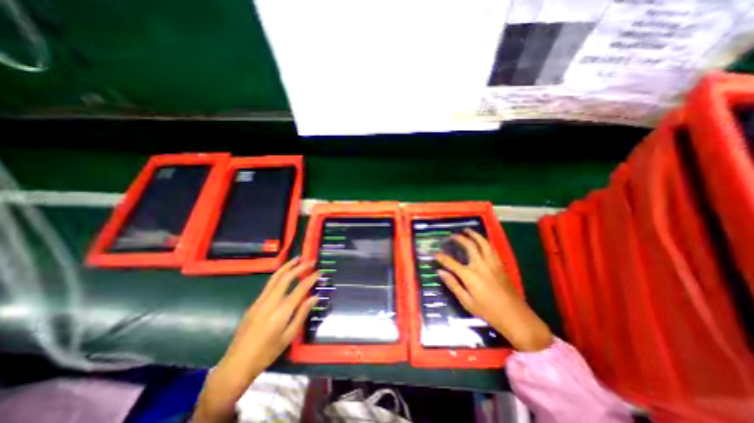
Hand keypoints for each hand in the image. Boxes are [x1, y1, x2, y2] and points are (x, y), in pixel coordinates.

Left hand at [192, 256, 316, 420]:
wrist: (236, 365)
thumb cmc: (267, 354)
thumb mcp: (288, 337)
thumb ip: (302, 314)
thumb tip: (315, 297)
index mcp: (281, 312)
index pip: (300, 289)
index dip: (311, 279)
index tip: (319, 272)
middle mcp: (270, 302)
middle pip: (286, 277)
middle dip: (300, 266)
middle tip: (311, 261)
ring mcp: (260, 301)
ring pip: (275, 277)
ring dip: (287, 266)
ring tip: (298, 259)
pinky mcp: (254, 303)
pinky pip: (269, 284)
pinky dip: (280, 274)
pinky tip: (285, 273)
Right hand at [436, 230, 551, 351]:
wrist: (515, 316)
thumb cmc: (489, 311)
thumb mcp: (467, 302)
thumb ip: (453, 285)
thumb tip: (440, 272)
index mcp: (470, 275)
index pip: (451, 262)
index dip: (442, 257)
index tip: (435, 254)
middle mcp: (481, 265)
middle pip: (469, 246)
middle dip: (459, 238)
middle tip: (451, 236)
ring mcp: (492, 263)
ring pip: (483, 243)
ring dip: (474, 235)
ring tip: (467, 230)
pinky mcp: (500, 265)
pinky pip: (491, 248)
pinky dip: (484, 241)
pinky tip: (481, 240)